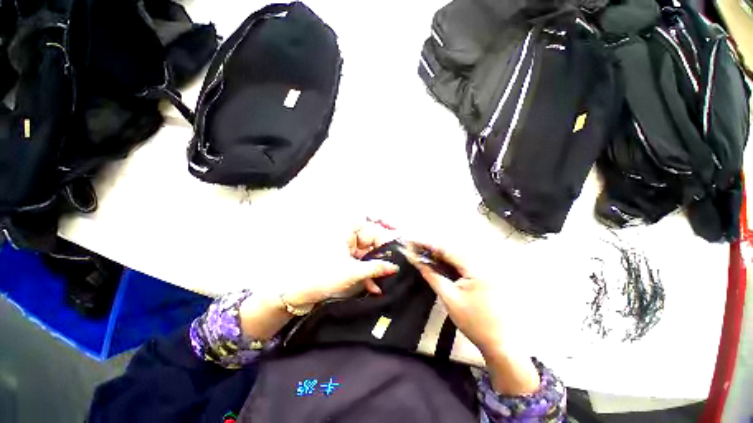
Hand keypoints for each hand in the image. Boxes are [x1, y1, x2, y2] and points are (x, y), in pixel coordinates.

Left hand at [241, 219, 399, 340]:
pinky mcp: (343, 262)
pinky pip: (360, 263)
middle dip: (383, 252)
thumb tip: (395, 267)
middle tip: (396, 264)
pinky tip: (374, 288)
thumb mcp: (353, 272)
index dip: (384, 226)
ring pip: (366, 254)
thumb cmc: (324, 276)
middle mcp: (346, 237)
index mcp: (346, 231)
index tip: (397, 233)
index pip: (370, 222)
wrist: (297, 294)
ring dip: (376, 267)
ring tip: (387, 279)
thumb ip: (377, 268)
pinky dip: (367, 274)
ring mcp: (345, 250)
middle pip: (371, 239)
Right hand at [403, 240, 540, 394]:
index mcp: (476, 268)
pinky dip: (449, 262)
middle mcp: (483, 263)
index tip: (413, 242)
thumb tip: (417, 262)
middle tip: (416, 248)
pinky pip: (463, 263)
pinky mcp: (486, 276)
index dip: (428, 244)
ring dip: (440, 254)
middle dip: (433, 248)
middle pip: (452, 249)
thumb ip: (433, 276)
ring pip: (457, 255)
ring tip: (424, 254)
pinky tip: (439, 264)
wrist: (501, 344)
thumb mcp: (450, 298)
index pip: (447, 249)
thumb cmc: (475, 323)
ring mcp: (486, 269)